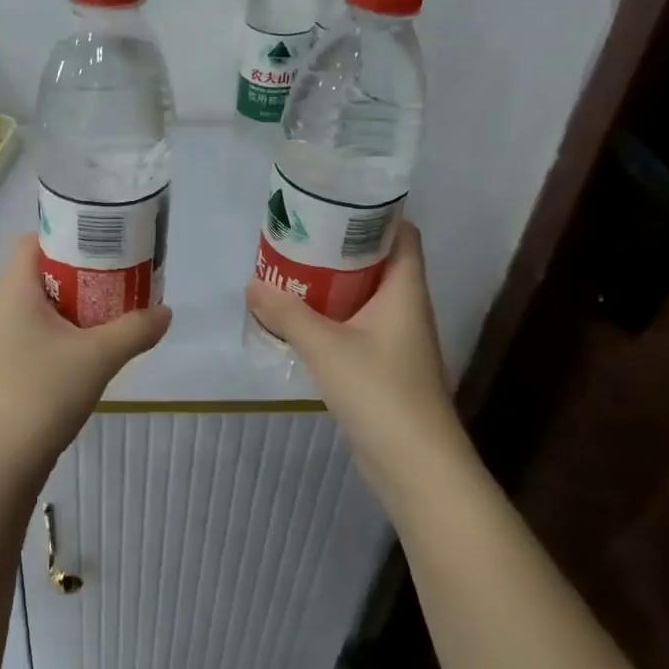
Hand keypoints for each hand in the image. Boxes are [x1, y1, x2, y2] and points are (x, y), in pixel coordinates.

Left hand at [0, 234, 172, 483]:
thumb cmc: (43, 392)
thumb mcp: (99, 357)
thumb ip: (136, 329)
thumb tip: (166, 312)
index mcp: (14, 291)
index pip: (34, 241)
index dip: (68, 234)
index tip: (104, 242)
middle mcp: (1, 309)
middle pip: (42, 273)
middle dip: (82, 272)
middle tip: (120, 276)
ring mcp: (0, 342)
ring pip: (42, 307)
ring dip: (75, 305)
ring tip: (113, 311)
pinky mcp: (6, 370)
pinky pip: (38, 334)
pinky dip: (65, 332)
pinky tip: (91, 350)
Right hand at [245, 223, 459, 477]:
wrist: (416, 465)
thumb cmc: (380, 392)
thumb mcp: (326, 347)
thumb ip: (288, 314)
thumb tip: (253, 285)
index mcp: (405, 290)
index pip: (402, 234)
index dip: (375, 213)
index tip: (334, 202)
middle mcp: (406, 308)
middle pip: (377, 262)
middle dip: (340, 247)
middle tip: (298, 236)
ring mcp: (397, 340)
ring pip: (364, 296)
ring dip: (332, 284)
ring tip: (290, 271)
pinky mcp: (385, 367)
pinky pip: (356, 326)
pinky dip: (331, 317)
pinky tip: (300, 320)